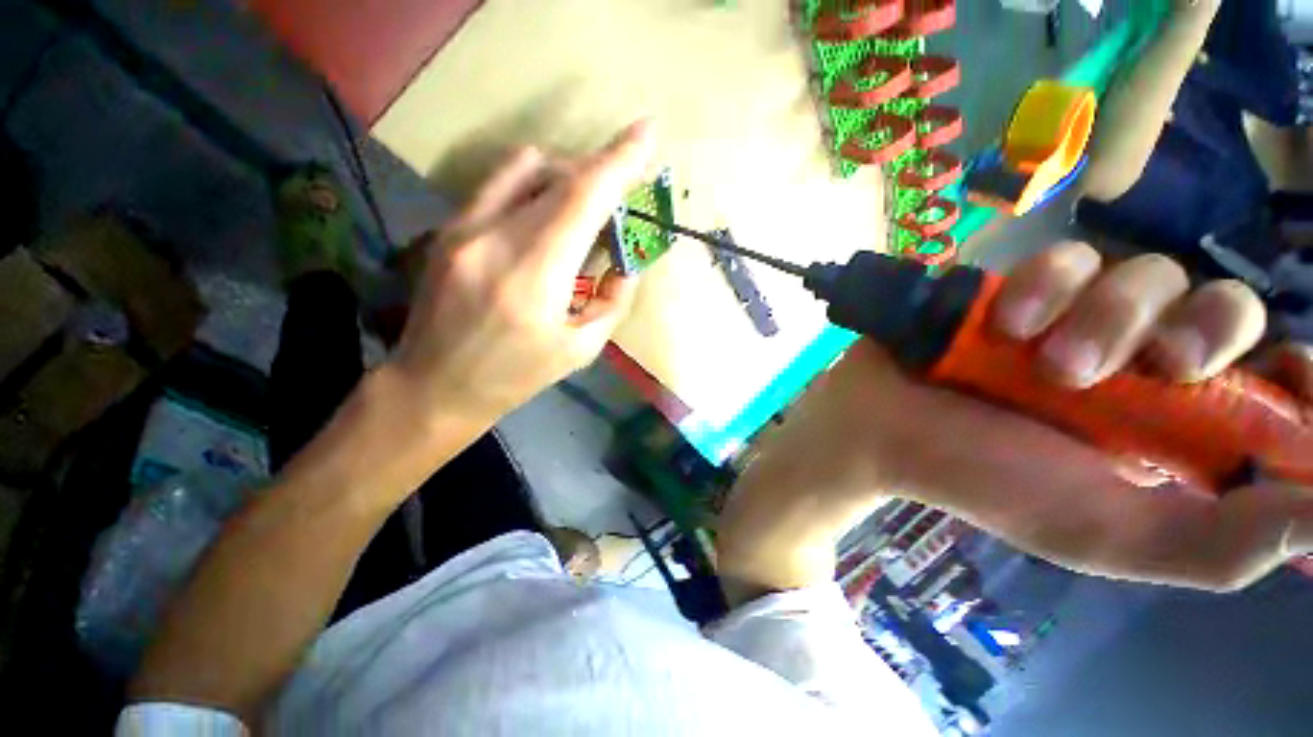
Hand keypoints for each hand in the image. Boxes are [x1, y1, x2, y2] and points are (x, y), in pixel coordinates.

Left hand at [391, 121, 654, 423]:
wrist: (435, 385)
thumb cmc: (516, 376)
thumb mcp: (581, 349)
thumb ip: (613, 300)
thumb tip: (625, 262)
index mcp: (533, 277)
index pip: (583, 198)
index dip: (619, 161)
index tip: (646, 131)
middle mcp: (495, 238)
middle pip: (559, 177)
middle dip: (599, 176)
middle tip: (619, 203)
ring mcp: (464, 226)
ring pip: (526, 167)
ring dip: (567, 178)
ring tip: (583, 212)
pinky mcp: (450, 227)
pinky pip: (500, 183)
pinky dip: (535, 186)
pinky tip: (544, 216)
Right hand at [721, 243, 1312, 594]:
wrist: (883, 431)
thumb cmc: (987, 482)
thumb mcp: (1108, 534)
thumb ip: (1222, 544)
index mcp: (1170, 428)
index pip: (1275, 383)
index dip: (1299, 374)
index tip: (1290, 379)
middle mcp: (1136, 363)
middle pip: (1226, 307)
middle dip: (1207, 329)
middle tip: (1162, 369)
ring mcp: (1076, 316)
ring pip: (1148, 273)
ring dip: (1109, 314)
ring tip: (1048, 363)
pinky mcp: (1020, 287)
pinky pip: (1067, 257)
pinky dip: (1048, 285)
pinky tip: (1010, 325)